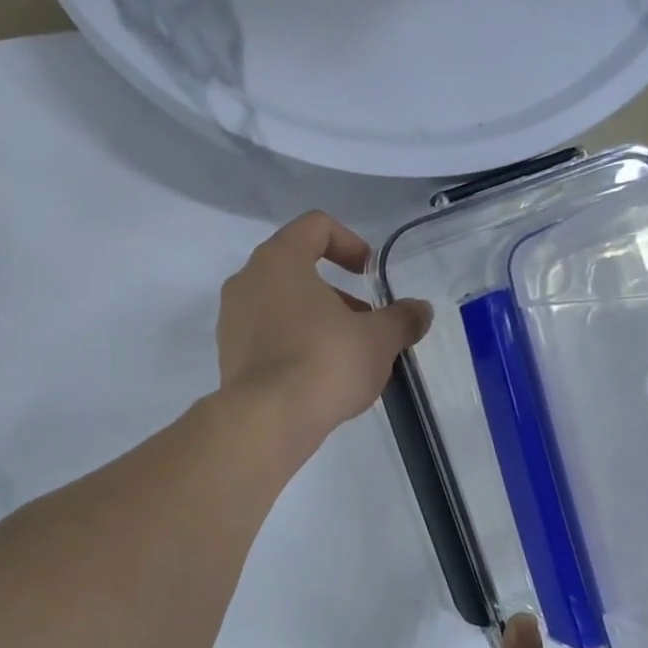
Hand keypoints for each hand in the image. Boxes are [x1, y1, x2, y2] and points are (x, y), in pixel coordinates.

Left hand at [217, 212, 432, 453]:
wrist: (266, 421)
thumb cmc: (324, 362)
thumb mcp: (378, 339)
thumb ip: (402, 318)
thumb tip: (419, 312)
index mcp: (278, 259)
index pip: (315, 226)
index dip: (349, 243)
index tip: (369, 274)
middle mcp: (246, 281)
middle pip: (296, 269)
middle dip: (336, 292)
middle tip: (365, 322)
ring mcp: (231, 320)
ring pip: (280, 305)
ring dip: (315, 321)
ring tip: (346, 355)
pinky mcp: (228, 356)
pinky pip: (266, 337)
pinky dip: (292, 345)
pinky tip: (318, 378)